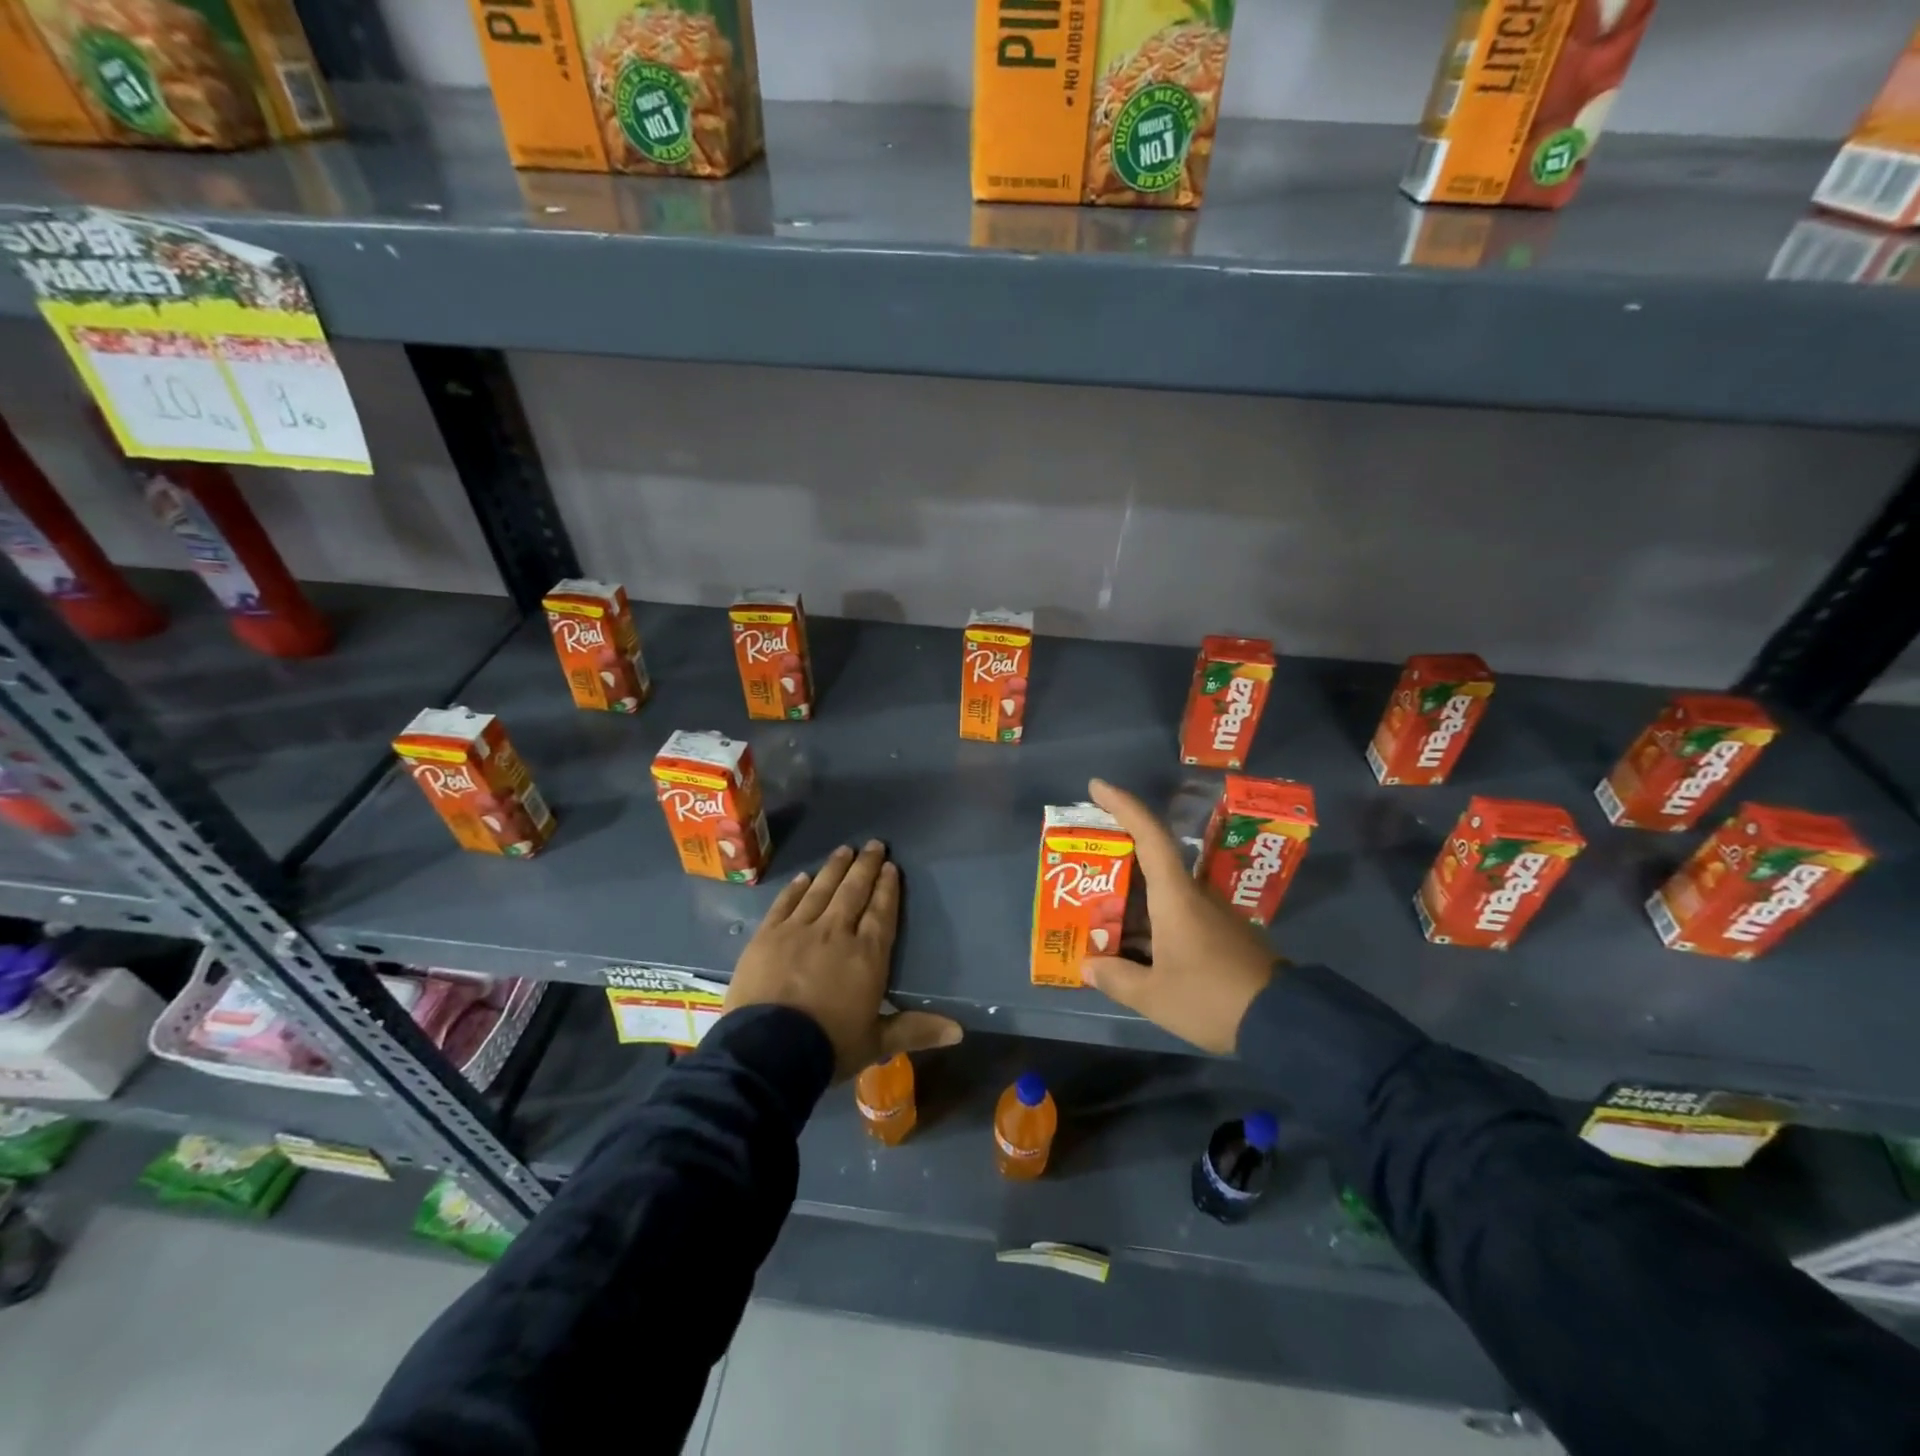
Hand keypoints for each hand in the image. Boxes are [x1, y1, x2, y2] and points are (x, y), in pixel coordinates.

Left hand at [725, 840, 962, 1079]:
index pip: (881, 912)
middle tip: (873, 844)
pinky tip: (803, 877)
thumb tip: (960, 1030)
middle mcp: (835, 932)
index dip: (887, 888)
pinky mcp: (767, 935)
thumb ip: (915, 1029)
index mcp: (866, 955)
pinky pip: (785, 904)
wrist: (767, 1052)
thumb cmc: (828, 1047)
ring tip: (844, 850)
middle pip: (853, 892)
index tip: (891, 867)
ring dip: (835, 868)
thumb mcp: (876, 1043)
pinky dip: (796, 888)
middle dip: (865, 867)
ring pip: (821, 890)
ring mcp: (799, 930)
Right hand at [1081, 779, 1278, 1054]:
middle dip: (1116, 855)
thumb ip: (1116, 977)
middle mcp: (1194, 894)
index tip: (1097, 787)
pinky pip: (1176, 912)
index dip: (1123, 806)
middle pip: (1151, 860)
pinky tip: (1130, 943)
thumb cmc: (1210, 998)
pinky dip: (1148, 917)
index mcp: (1176, 896)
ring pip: (1162, 890)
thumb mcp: (1154, 995)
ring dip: (1130, 894)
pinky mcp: (1221, 933)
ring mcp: (1211, 913)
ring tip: (1095, 909)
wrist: (1282, 1022)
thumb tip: (1088, 965)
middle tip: (1082, 861)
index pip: (1148, 835)